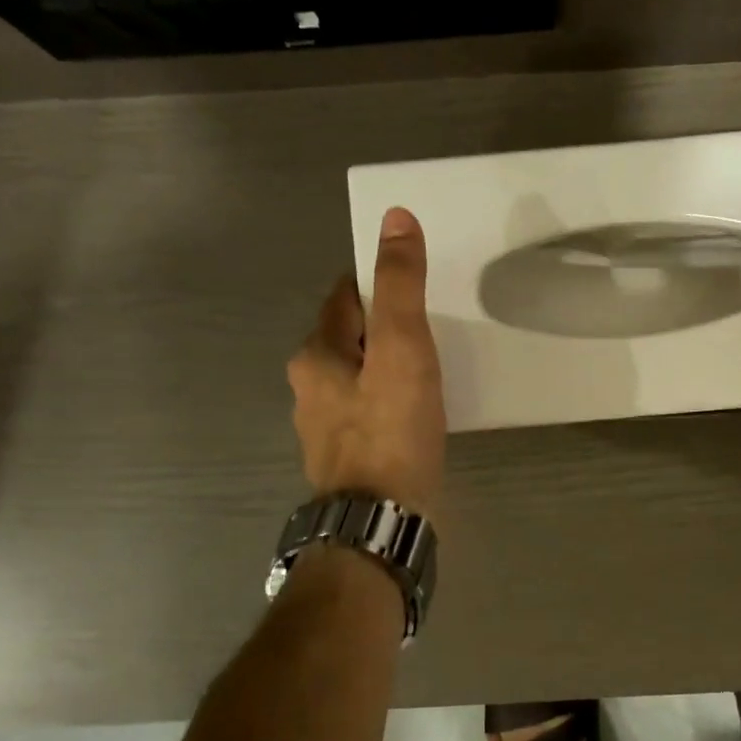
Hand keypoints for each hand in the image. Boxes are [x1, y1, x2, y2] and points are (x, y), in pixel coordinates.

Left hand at [288, 207, 445, 520]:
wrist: (380, 522)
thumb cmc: (391, 430)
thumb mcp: (402, 347)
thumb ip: (400, 285)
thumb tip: (395, 218)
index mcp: (316, 355)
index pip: (345, 295)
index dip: (378, 281)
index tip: (414, 281)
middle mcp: (309, 388)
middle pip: (350, 337)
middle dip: (384, 325)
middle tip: (431, 323)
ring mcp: (326, 427)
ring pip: (359, 376)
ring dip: (387, 365)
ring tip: (430, 366)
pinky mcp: (348, 457)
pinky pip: (369, 411)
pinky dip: (390, 401)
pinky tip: (416, 412)